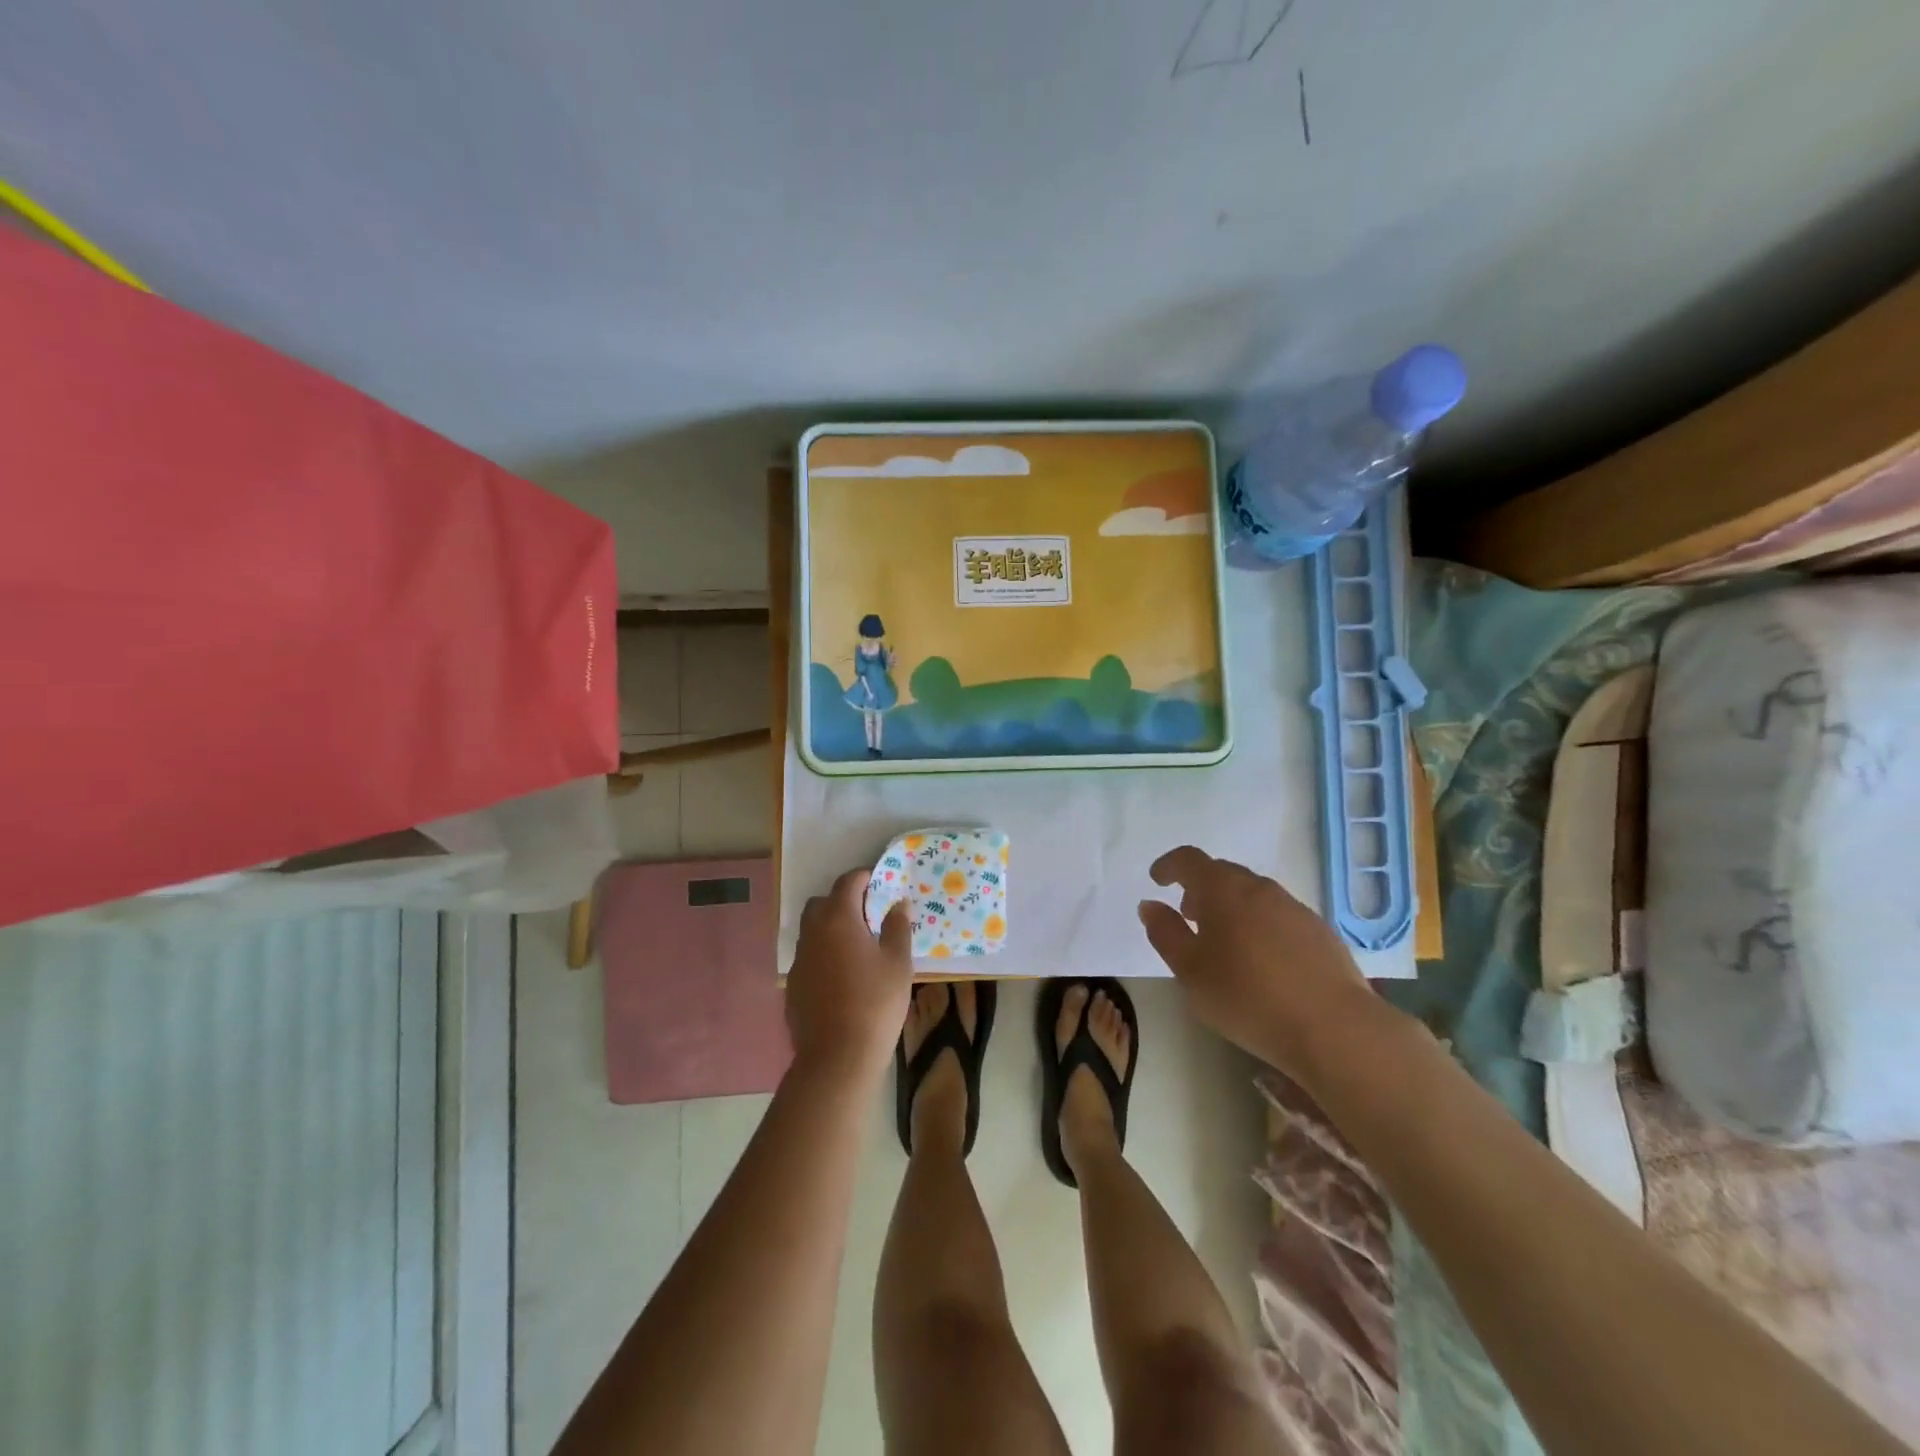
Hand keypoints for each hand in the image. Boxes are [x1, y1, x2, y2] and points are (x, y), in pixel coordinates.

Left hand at [787, 867, 912, 1083]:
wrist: (837, 1057)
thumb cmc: (875, 1004)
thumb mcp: (898, 963)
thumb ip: (898, 927)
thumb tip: (898, 904)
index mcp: (838, 920)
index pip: (847, 882)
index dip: (864, 877)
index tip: (881, 884)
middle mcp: (812, 933)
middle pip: (823, 903)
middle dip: (843, 901)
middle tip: (869, 916)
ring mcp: (799, 960)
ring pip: (812, 930)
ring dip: (831, 928)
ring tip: (857, 947)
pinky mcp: (793, 985)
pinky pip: (809, 957)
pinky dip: (823, 955)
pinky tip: (842, 977)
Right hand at [1137, 845, 1394, 1082]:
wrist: (1334, 1028)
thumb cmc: (1248, 997)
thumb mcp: (1190, 971)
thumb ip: (1165, 934)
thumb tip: (1150, 905)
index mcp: (1223, 890)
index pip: (1190, 860)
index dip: (1170, 865)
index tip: (1158, 880)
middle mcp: (1260, 888)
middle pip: (1224, 873)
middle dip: (1201, 888)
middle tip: (1188, 915)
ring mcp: (1294, 908)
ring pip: (1253, 894)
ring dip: (1232, 907)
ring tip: (1224, 942)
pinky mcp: (1320, 932)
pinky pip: (1278, 915)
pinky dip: (1260, 924)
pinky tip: (1262, 961)